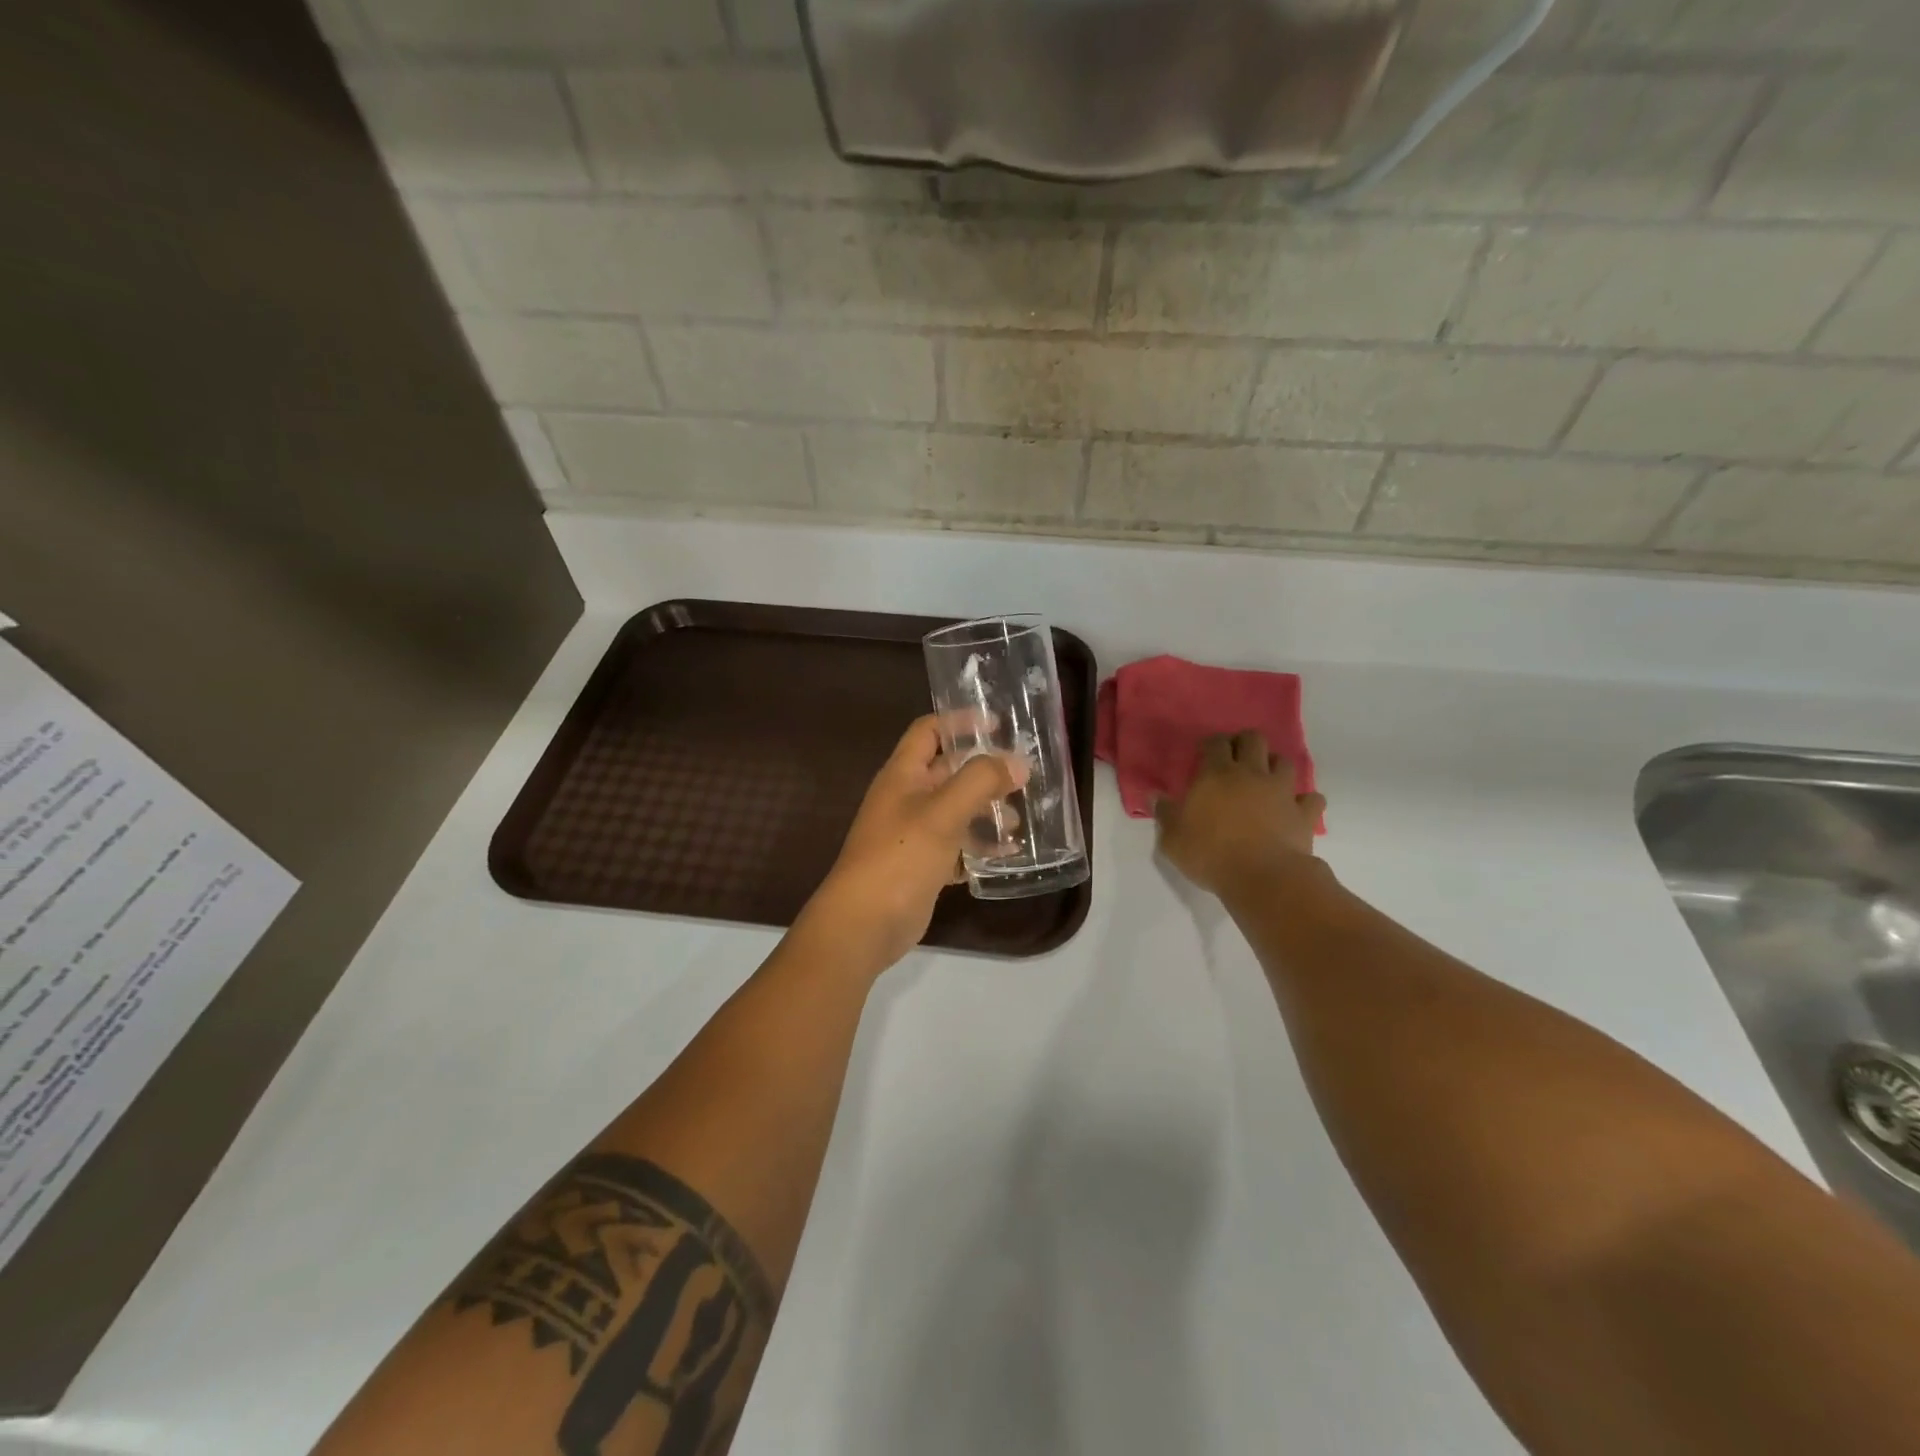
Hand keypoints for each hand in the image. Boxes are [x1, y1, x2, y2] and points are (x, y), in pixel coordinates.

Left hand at [803, 716, 1028, 967]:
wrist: (864, 923)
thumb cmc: (900, 856)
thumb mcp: (943, 812)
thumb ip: (981, 781)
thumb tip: (1017, 764)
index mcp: (902, 774)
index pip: (929, 731)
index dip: (960, 722)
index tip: (998, 725)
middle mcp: (906, 798)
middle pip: (948, 772)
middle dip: (984, 772)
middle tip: (1023, 777)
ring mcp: (913, 834)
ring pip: (956, 811)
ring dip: (986, 812)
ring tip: (1020, 820)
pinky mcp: (922, 866)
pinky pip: (957, 847)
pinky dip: (980, 847)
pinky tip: (1008, 855)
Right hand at [1155, 731, 1326, 900]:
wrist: (1262, 877)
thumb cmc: (1210, 854)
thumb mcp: (1172, 838)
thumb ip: (1164, 814)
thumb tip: (1155, 797)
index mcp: (1216, 774)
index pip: (1215, 743)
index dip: (1211, 744)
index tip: (1204, 753)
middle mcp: (1251, 774)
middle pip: (1253, 740)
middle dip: (1244, 743)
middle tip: (1236, 759)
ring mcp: (1281, 792)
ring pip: (1285, 762)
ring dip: (1275, 766)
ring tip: (1266, 780)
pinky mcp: (1304, 814)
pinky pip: (1312, 799)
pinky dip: (1305, 801)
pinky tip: (1297, 808)